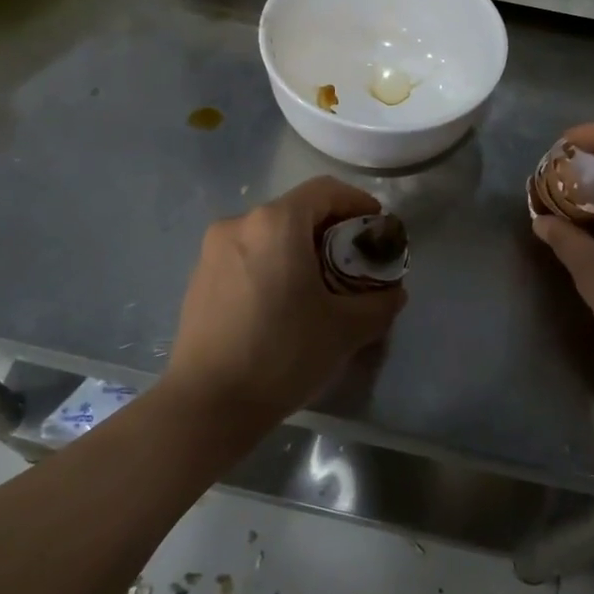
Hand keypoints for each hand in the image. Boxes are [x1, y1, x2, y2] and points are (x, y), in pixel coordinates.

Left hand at [164, 177, 406, 422]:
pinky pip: (247, 253)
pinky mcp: (200, 275)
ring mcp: (214, 249)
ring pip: (269, 232)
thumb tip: (393, 293)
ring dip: (300, 247)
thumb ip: (379, 304)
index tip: (376, 227)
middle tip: (354, 261)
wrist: (208, 402)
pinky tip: (283, 300)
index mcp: (276, 223)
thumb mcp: (345, 329)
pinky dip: (272, 262)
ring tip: (320, 283)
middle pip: (296, 210)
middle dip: (331, 229)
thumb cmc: (283, 353)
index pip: (325, 190)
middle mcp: (240, 223)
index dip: (357, 202)